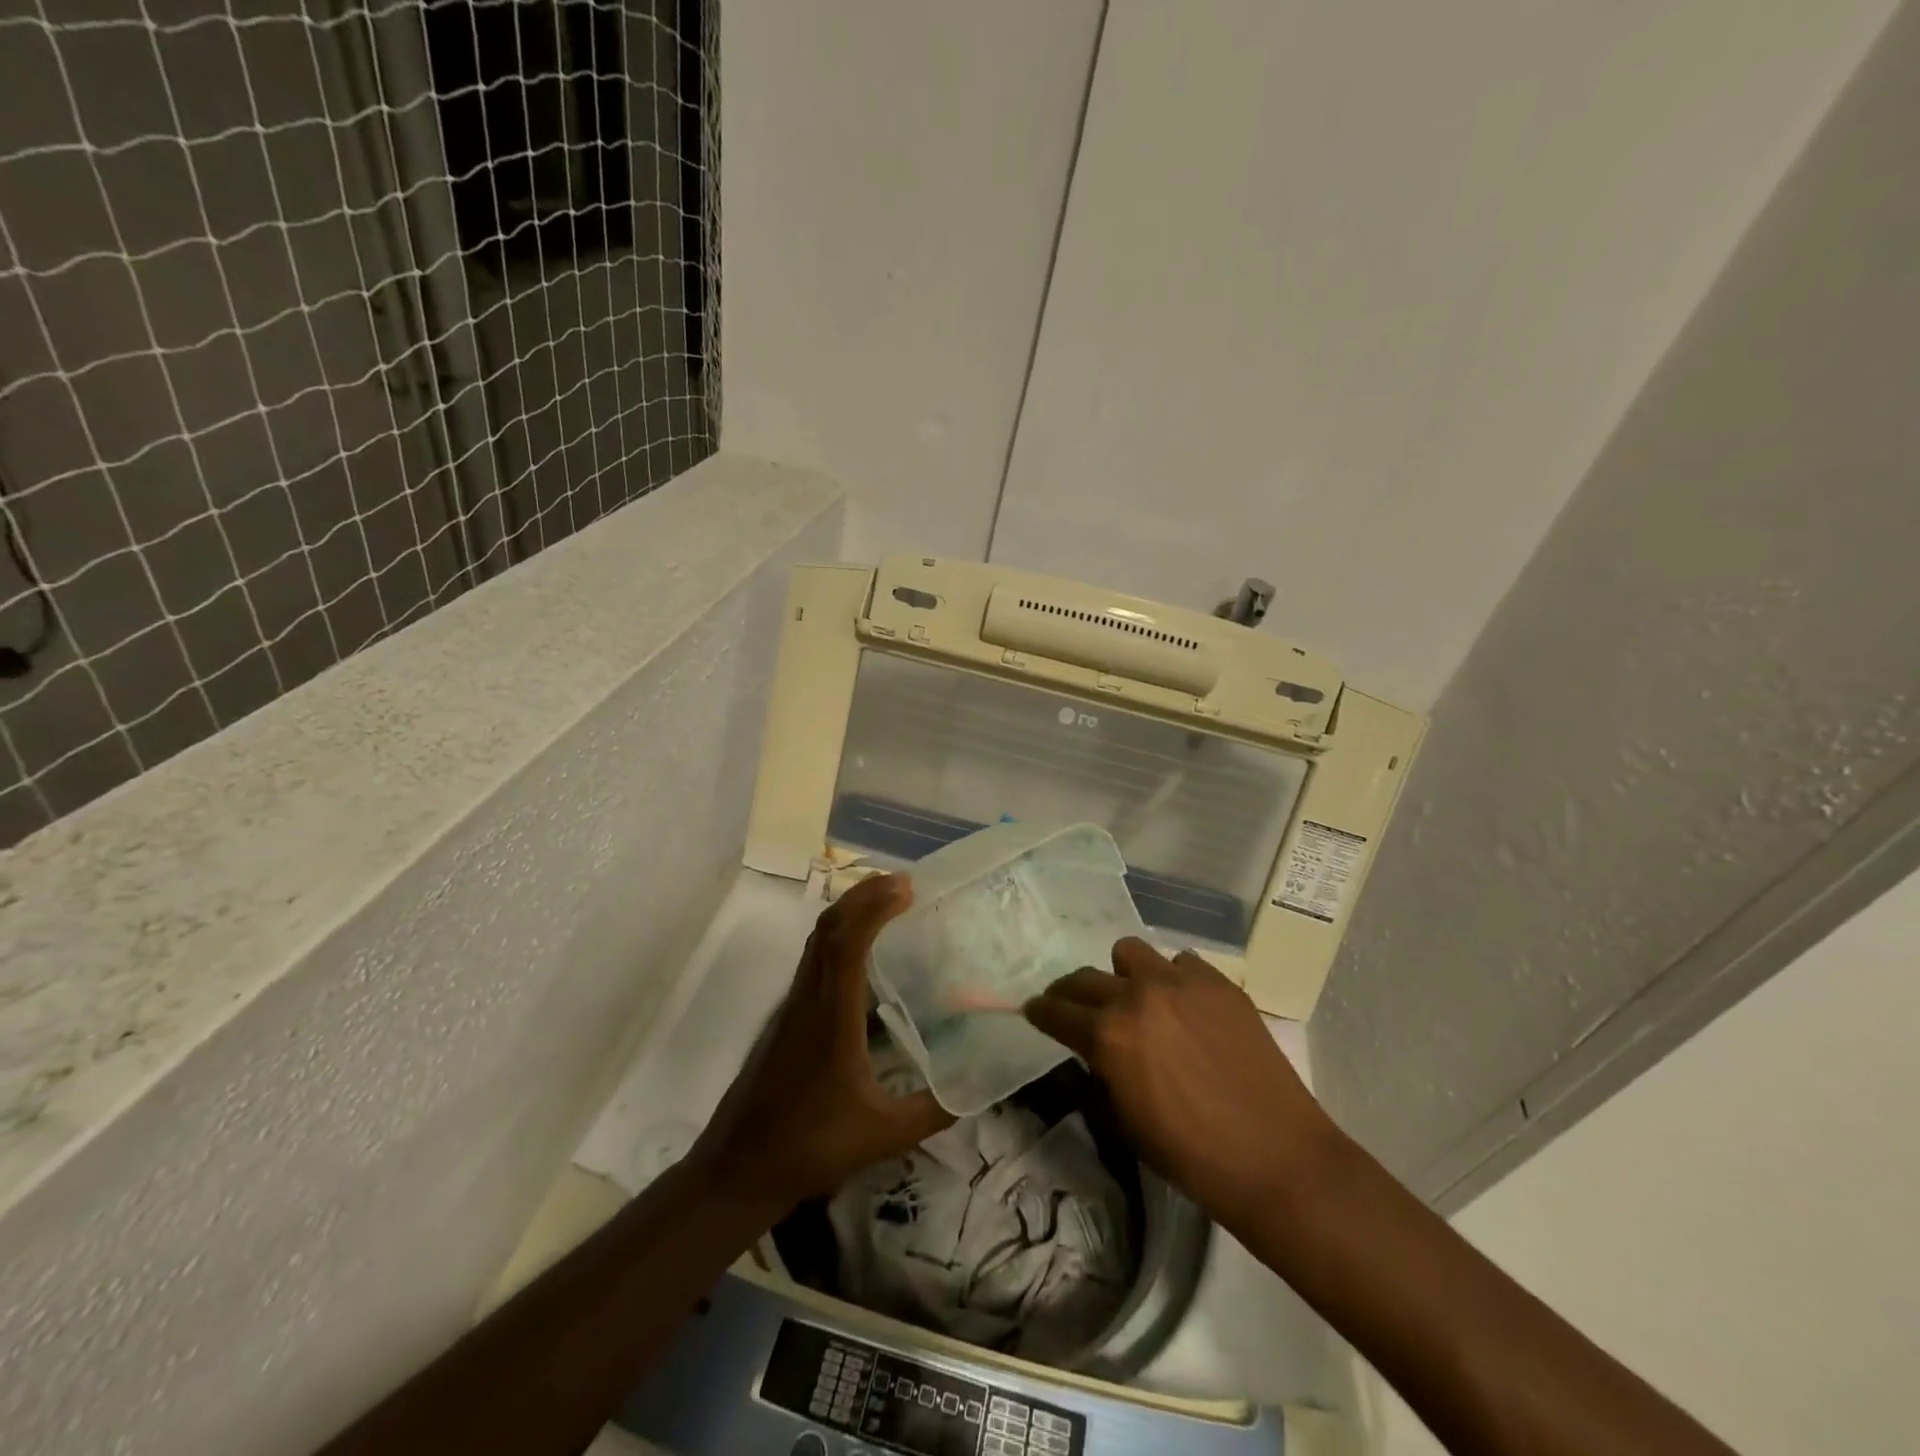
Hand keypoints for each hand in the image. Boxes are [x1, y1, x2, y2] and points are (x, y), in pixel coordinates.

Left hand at [690, 874, 954, 1211]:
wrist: (741, 1166)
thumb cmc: (811, 1146)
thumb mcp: (884, 1135)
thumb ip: (933, 1111)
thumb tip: (975, 1087)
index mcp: (832, 1018)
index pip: (847, 944)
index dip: (873, 908)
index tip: (906, 888)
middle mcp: (809, 999)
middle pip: (828, 929)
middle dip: (863, 896)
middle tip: (903, 883)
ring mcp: (793, 1005)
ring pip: (817, 941)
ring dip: (849, 912)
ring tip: (886, 902)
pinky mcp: (788, 1016)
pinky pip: (814, 959)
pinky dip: (839, 936)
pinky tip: (862, 950)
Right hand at [1023, 938, 1338, 1236]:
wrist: (1276, 1158)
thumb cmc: (1192, 1155)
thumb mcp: (1124, 1123)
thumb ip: (1100, 1076)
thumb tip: (1094, 1055)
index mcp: (1107, 1035)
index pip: (1056, 1012)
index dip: (1040, 1012)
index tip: (1035, 1011)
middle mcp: (1137, 996)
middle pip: (1084, 978)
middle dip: (1071, 994)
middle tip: (1076, 1008)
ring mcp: (1180, 982)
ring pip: (1131, 953)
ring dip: (1124, 975)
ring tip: (1138, 999)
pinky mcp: (1219, 983)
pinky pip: (1181, 962)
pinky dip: (1174, 979)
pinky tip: (1186, 1007)